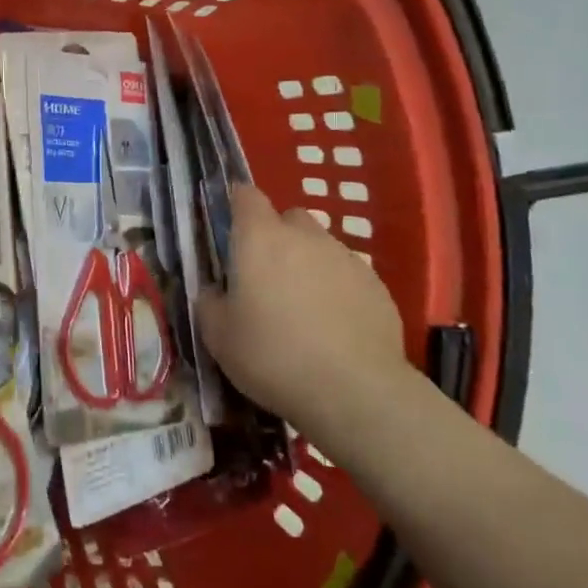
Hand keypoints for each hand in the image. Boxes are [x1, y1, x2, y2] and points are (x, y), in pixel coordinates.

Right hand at [196, 185, 409, 431]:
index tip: (230, 228)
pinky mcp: (377, 286)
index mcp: (260, 238)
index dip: (236, 205)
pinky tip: (334, 327)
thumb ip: (210, 301)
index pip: (246, 196)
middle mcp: (305, 236)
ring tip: (302, 308)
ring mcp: (346, 258)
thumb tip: (215, 290)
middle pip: (288, 218)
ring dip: (308, 264)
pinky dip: (337, 290)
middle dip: (276, 237)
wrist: (354, 391)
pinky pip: (348, 275)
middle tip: (265, 277)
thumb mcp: (217, 336)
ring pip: (320, 247)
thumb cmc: (272, 356)